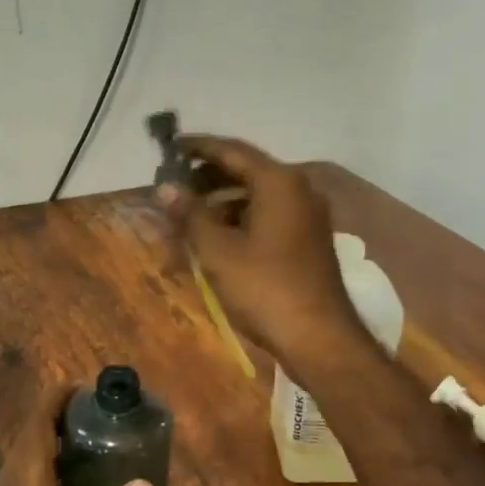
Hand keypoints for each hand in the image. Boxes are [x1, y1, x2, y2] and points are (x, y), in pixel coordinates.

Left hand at [0, 392, 154, 485]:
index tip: (86, 385)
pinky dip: (48, 467)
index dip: (57, 399)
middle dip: (60, 416)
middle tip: (102, 412)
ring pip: (26, 458)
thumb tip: (145, 483)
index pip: (37, 426)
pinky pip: (24, 480)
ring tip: (94, 439)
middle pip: (31, 436)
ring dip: (54, 441)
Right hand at [159, 135, 371, 375]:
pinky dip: (241, 215)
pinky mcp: (308, 238)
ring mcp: (308, 214)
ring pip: (257, 193)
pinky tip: (217, 233)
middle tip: (175, 182)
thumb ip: (190, 214)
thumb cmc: (265, 288)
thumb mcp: (218, 251)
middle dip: (208, 174)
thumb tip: (165, 187)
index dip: (198, 147)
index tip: (170, 147)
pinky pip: (269, 212)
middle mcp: (298, 189)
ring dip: (223, 197)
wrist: (319, 338)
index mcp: (279, 182)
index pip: (232, 150)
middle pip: (247, 169)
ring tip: (189, 210)